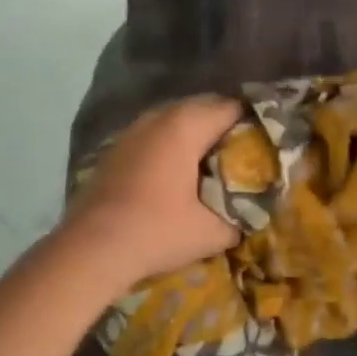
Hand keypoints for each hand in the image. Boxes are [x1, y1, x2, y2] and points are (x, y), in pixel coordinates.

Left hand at [60, 95, 242, 287]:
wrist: (89, 250)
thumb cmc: (156, 232)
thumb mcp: (211, 232)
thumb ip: (240, 216)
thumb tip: (252, 212)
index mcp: (187, 125)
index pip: (233, 108)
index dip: (255, 123)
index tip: (267, 143)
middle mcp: (160, 116)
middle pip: (205, 106)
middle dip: (227, 125)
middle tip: (245, 152)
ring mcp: (134, 129)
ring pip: (178, 118)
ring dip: (198, 133)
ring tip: (214, 161)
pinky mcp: (118, 147)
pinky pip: (157, 132)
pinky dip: (173, 143)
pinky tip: (179, 171)